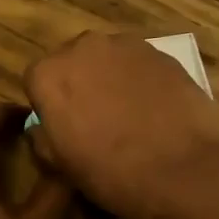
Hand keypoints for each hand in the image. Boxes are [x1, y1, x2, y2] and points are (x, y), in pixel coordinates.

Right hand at [24, 33, 218, 218]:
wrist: (182, 169)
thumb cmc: (109, 172)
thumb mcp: (61, 166)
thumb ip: (43, 138)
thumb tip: (42, 128)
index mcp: (49, 74)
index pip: (36, 81)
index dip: (48, 105)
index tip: (63, 128)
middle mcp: (83, 47)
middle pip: (73, 63)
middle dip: (79, 85)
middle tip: (95, 121)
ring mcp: (127, 46)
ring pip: (108, 60)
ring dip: (111, 80)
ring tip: (129, 117)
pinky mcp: (163, 53)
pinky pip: (140, 65)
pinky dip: (141, 82)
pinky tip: (155, 112)